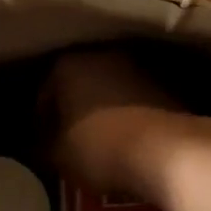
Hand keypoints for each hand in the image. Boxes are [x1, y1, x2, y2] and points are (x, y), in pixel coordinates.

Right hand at [47, 49, 210, 202]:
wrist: (168, 149)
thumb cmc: (101, 147)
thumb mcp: (59, 155)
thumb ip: (44, 145)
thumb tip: (43, 145)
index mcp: (68, 64)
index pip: (44, 92)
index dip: (42, 122)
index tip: (44, 144)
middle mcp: (102, 55)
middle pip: (79, 84)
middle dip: (74, 109)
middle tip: (70, 140)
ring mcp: (137, 66)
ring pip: (109, 89)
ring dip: (103, 110)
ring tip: (101, 141)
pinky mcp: (165, 84)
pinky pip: (135, 100)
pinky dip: (128, 115)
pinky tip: (127, 140)